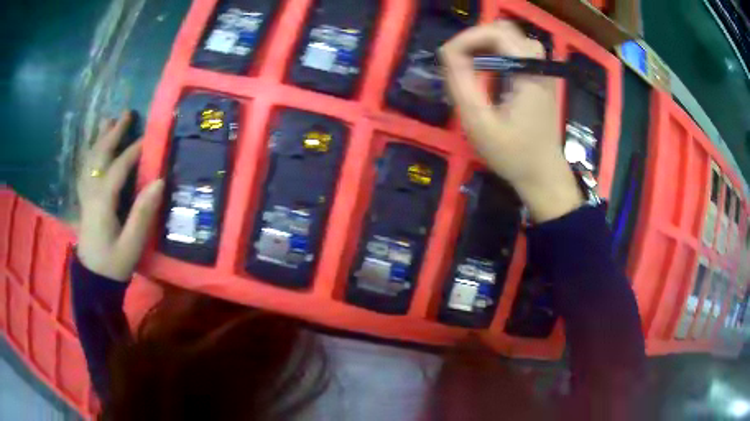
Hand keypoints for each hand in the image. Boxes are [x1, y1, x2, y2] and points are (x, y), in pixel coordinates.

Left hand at [76, 111, 163, 281]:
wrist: (93, 281)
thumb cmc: (114, 265)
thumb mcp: (132, 244)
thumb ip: (143, 213)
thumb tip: (159, 181)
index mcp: (102, 201)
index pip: (118, 167)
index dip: (134, 150)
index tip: (150, 136)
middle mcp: (91, 192)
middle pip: (100, 156)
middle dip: (113, 133)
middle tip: (127, 113)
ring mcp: (85, 196)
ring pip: (90, 160)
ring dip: (100, 138)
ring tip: (108, 121)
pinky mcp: (85, 201)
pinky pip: (85, 170)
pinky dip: (90, 154)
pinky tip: (94, 149)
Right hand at [440, 21, 582, 221]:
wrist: (543, 175)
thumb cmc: (512, 154)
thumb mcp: (480, 124)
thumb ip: (462, 84)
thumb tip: (447, 53)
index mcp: (528, 75)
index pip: (497, 35)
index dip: (468, 38)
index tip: (447, 56)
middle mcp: (539, 66)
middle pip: (507, 30)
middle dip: (477, 37)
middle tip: (458, 58)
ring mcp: (542, 71)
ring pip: (514, 38)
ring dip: (488, 42)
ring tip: (470, 61)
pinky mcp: (540, 78)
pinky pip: (518, 51)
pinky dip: (498, 51)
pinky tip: (487, 69)